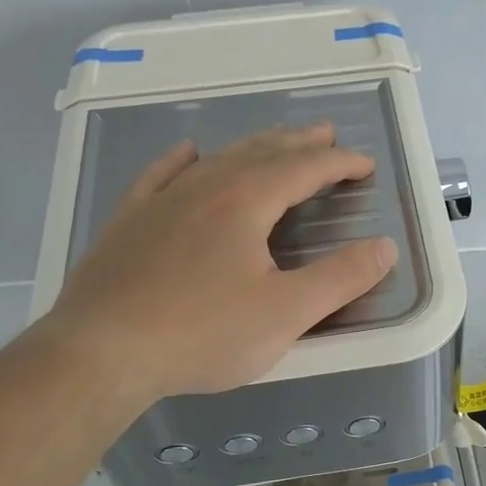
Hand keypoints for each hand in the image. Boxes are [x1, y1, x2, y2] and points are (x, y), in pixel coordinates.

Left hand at [46, 122, 395, 400]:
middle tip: (326, 133)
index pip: (304, 169)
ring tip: (274, 142)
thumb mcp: (286, 313)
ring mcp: (161, 201)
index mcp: (246, 201)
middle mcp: (205, 186)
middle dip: (299, 143)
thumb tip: (385, 247)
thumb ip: (340, 278)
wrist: (101, 351)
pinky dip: (182, 160)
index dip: (339, 163)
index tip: (364, 165)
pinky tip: (188, 153)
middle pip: (262, 152)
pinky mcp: (129, 222)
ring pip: (217, 159)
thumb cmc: (202, 333)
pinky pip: (161, 175)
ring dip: (253, 147)